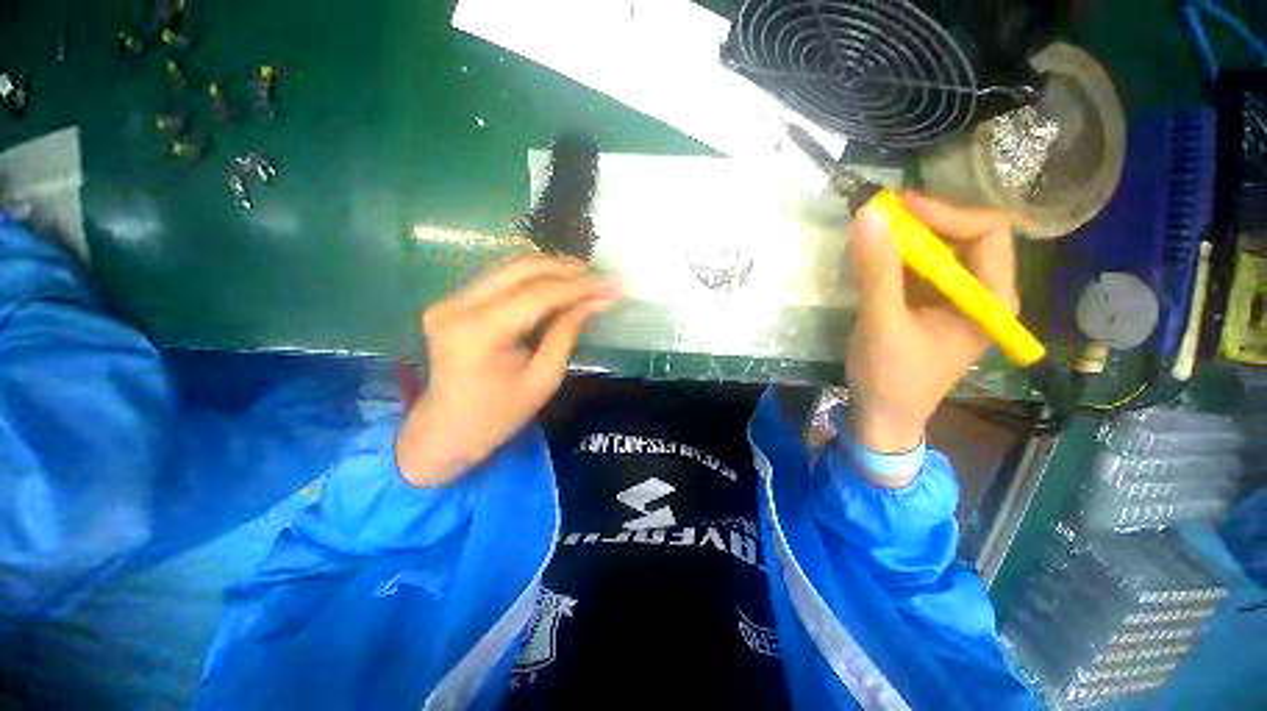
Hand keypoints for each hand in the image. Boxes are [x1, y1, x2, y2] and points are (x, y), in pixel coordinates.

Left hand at [396, 255, 618, 486]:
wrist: (448, 430)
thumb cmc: (500, 415)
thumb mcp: (544, 378)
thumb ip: (567, 332)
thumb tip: (596, 300)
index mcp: (479, 332)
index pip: (538, 294)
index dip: (580, 286)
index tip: (613, 283)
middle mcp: (458, 305)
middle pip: (522, 269)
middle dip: (567, 269)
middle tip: (601, 277)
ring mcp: (451, 300)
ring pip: (512, 268)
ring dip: (553, 269)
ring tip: (586, 278)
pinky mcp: (455, 301)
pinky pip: (502, 279)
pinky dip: (535, 279)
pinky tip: (559, 285)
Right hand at [846, 193, 1017, 454]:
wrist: (883, 416)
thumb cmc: (891, 376)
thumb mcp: (882, 323)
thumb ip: (877, 271)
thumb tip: (868, 215)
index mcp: (990, 298)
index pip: (987, 231)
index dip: (945, 212)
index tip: (895, 210)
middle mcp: (982, 293)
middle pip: (964, 236)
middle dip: (921, 224)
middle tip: (876, 220)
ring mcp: (956, 300)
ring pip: (939, 251)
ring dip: (904, 241)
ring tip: (868, 240)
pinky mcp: (931, 307)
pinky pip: (919, 270)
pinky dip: (895, 260)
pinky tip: (869, 265)